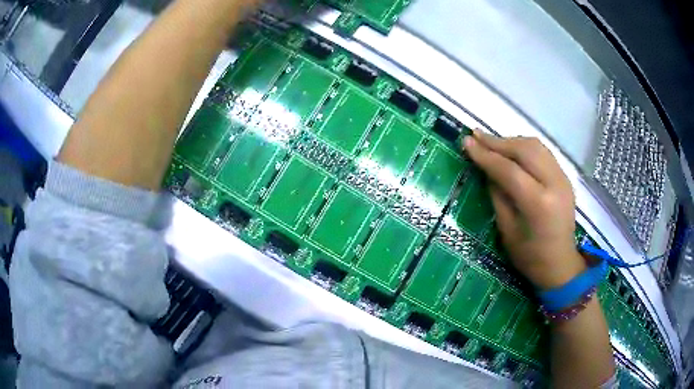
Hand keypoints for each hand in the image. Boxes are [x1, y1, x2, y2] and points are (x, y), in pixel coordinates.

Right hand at [462, 131, 585, 288]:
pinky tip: (511, 150)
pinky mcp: (565, 177)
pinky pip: (543, 153)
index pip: (509, 170)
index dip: (485, 155)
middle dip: (498, 141)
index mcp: (539, 204)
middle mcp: (555, 184)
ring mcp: (563, 178)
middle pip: (524, 150)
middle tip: (475, 136)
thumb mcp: (507, 230)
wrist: (561, 264)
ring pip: (535, 146)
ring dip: (511, 141)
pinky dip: (524, 147)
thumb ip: (498, 196)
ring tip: (491, 142)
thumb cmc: (530, 257)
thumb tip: (486, 169)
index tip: (466, 142)